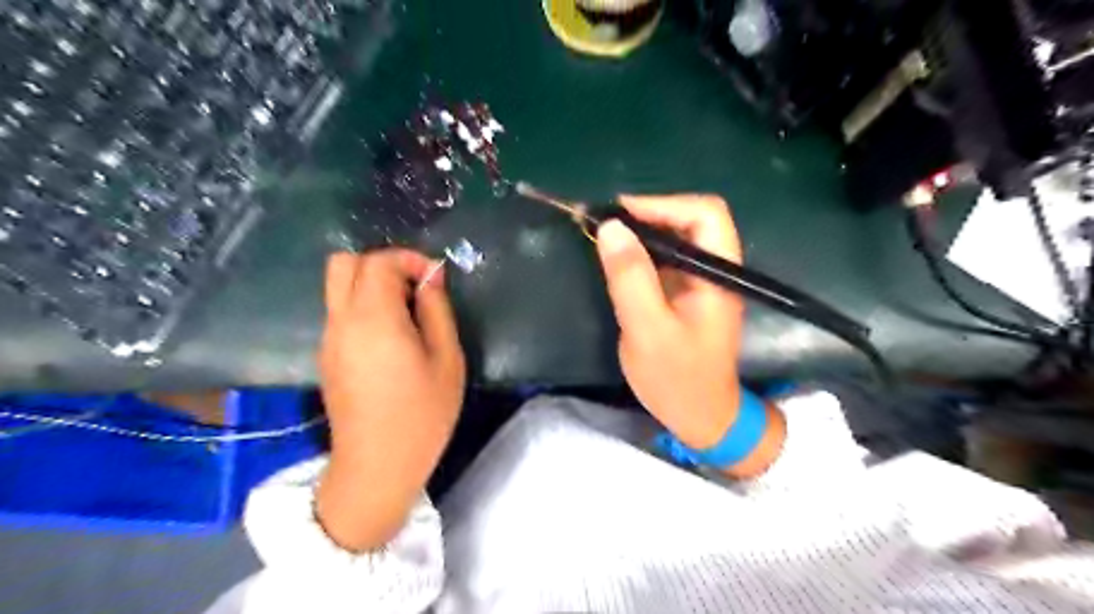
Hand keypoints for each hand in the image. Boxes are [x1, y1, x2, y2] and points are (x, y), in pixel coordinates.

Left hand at [315, 249, 461, 550]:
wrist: (378, 466)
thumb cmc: (422, 413)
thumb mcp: (447, 359)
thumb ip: (437, 310)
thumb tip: (431, 277)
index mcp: (373, 318)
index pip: (379, 262)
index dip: (409, 259)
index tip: (435, 280)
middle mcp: (341, 321)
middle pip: (344, 263)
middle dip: (383, 264)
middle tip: (415, 289)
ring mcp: (329, 339)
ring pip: (338, 286)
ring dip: (372, 285)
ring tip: (408, 313)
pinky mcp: (327, 356)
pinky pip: (340, 311)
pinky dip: (364, 305)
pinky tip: (392, 337)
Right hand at [597, 197, 767, 465]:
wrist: (700, 417)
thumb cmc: (677, 378)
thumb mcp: (647, 329)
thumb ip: (631, 277)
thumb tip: (611, 226)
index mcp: (718, 274)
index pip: (705, 214)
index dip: (663, 204)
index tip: (619, 213)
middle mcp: (715, 270)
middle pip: (691, 220)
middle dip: (649, 214)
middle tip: (606, 224)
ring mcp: (701, 282)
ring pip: (677, 238)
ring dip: (642, 232)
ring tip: (605, 237)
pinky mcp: (686, 294)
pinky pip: (666, 259)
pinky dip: (641, 253)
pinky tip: (618, 260)